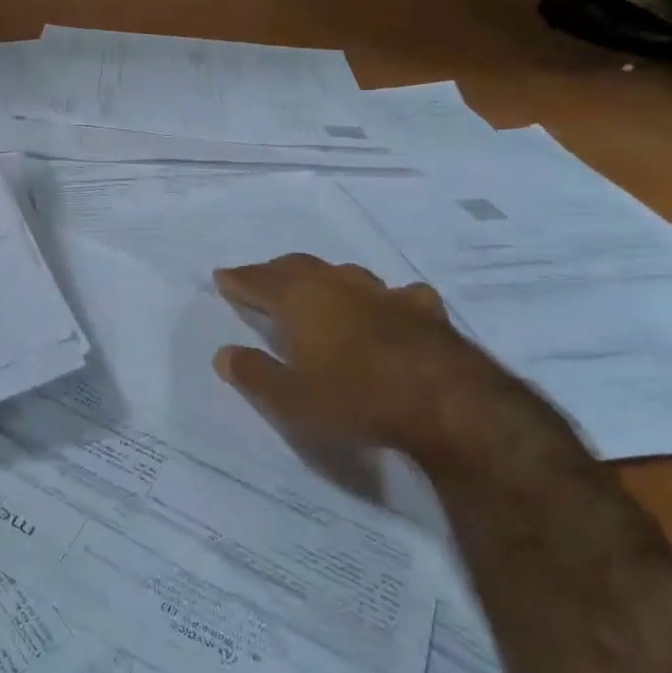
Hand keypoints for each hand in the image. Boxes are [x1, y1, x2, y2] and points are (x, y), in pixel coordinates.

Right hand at [212, 254, 579, 477]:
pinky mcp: (424, 311)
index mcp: (301, 300)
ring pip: (345, 274)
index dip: (239, 280)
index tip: (222, 277)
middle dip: (275, 272)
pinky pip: (397, 295)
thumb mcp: (292, 400)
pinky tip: (391, 307)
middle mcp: (338, 285)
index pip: (259, 281)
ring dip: (325, 279)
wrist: (449, 405)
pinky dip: (384, 299)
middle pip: (298, 267)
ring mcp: (384, 294)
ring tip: (318, 289)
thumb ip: (254, 375)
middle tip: (261, 279)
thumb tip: (223, 354)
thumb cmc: (357, 399)